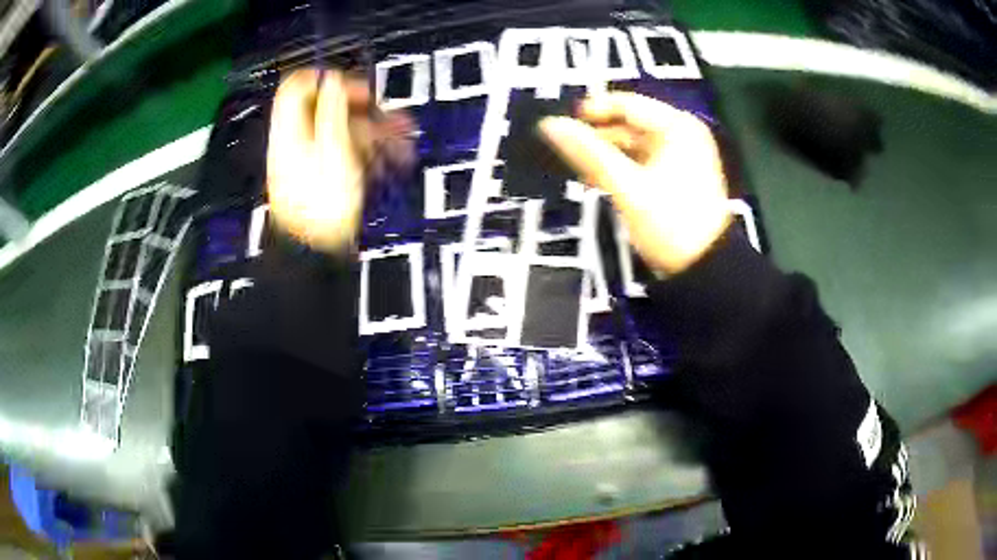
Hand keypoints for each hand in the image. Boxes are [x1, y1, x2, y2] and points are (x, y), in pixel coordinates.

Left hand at [267, 69, 413, 253]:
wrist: (317, 251)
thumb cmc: (322, 205)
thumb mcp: (332, 149)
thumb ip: (332, 110)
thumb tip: (333, 81)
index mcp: (291, 131)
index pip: (299, 88)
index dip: (329, 81)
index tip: (357, 90)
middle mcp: (298, 141)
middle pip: (329, 110)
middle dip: (366, 110)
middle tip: (393, 118)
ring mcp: (312, 160)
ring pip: (344, 132)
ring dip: (376, 132)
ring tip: (404, 141)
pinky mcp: (325, 177)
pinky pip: (348, 152)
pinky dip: (371, 152)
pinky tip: (392, 159)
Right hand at [540, 93, 730, 274]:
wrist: (704, 270)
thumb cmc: (670, 224)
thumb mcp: (628, 187)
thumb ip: (589, 153)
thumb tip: (550, 125)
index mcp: (678, 127)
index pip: (627, 105)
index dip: (592, 111)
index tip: (560, 124)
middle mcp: (682, 134)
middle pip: (629, 125)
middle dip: (597, 138)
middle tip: (565, 152)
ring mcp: (681, 155)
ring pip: (633, 145)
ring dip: (605, 156)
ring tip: (578, 171)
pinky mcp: (676, 175)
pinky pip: (641, 162)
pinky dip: (620, 168)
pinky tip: (596, 181)